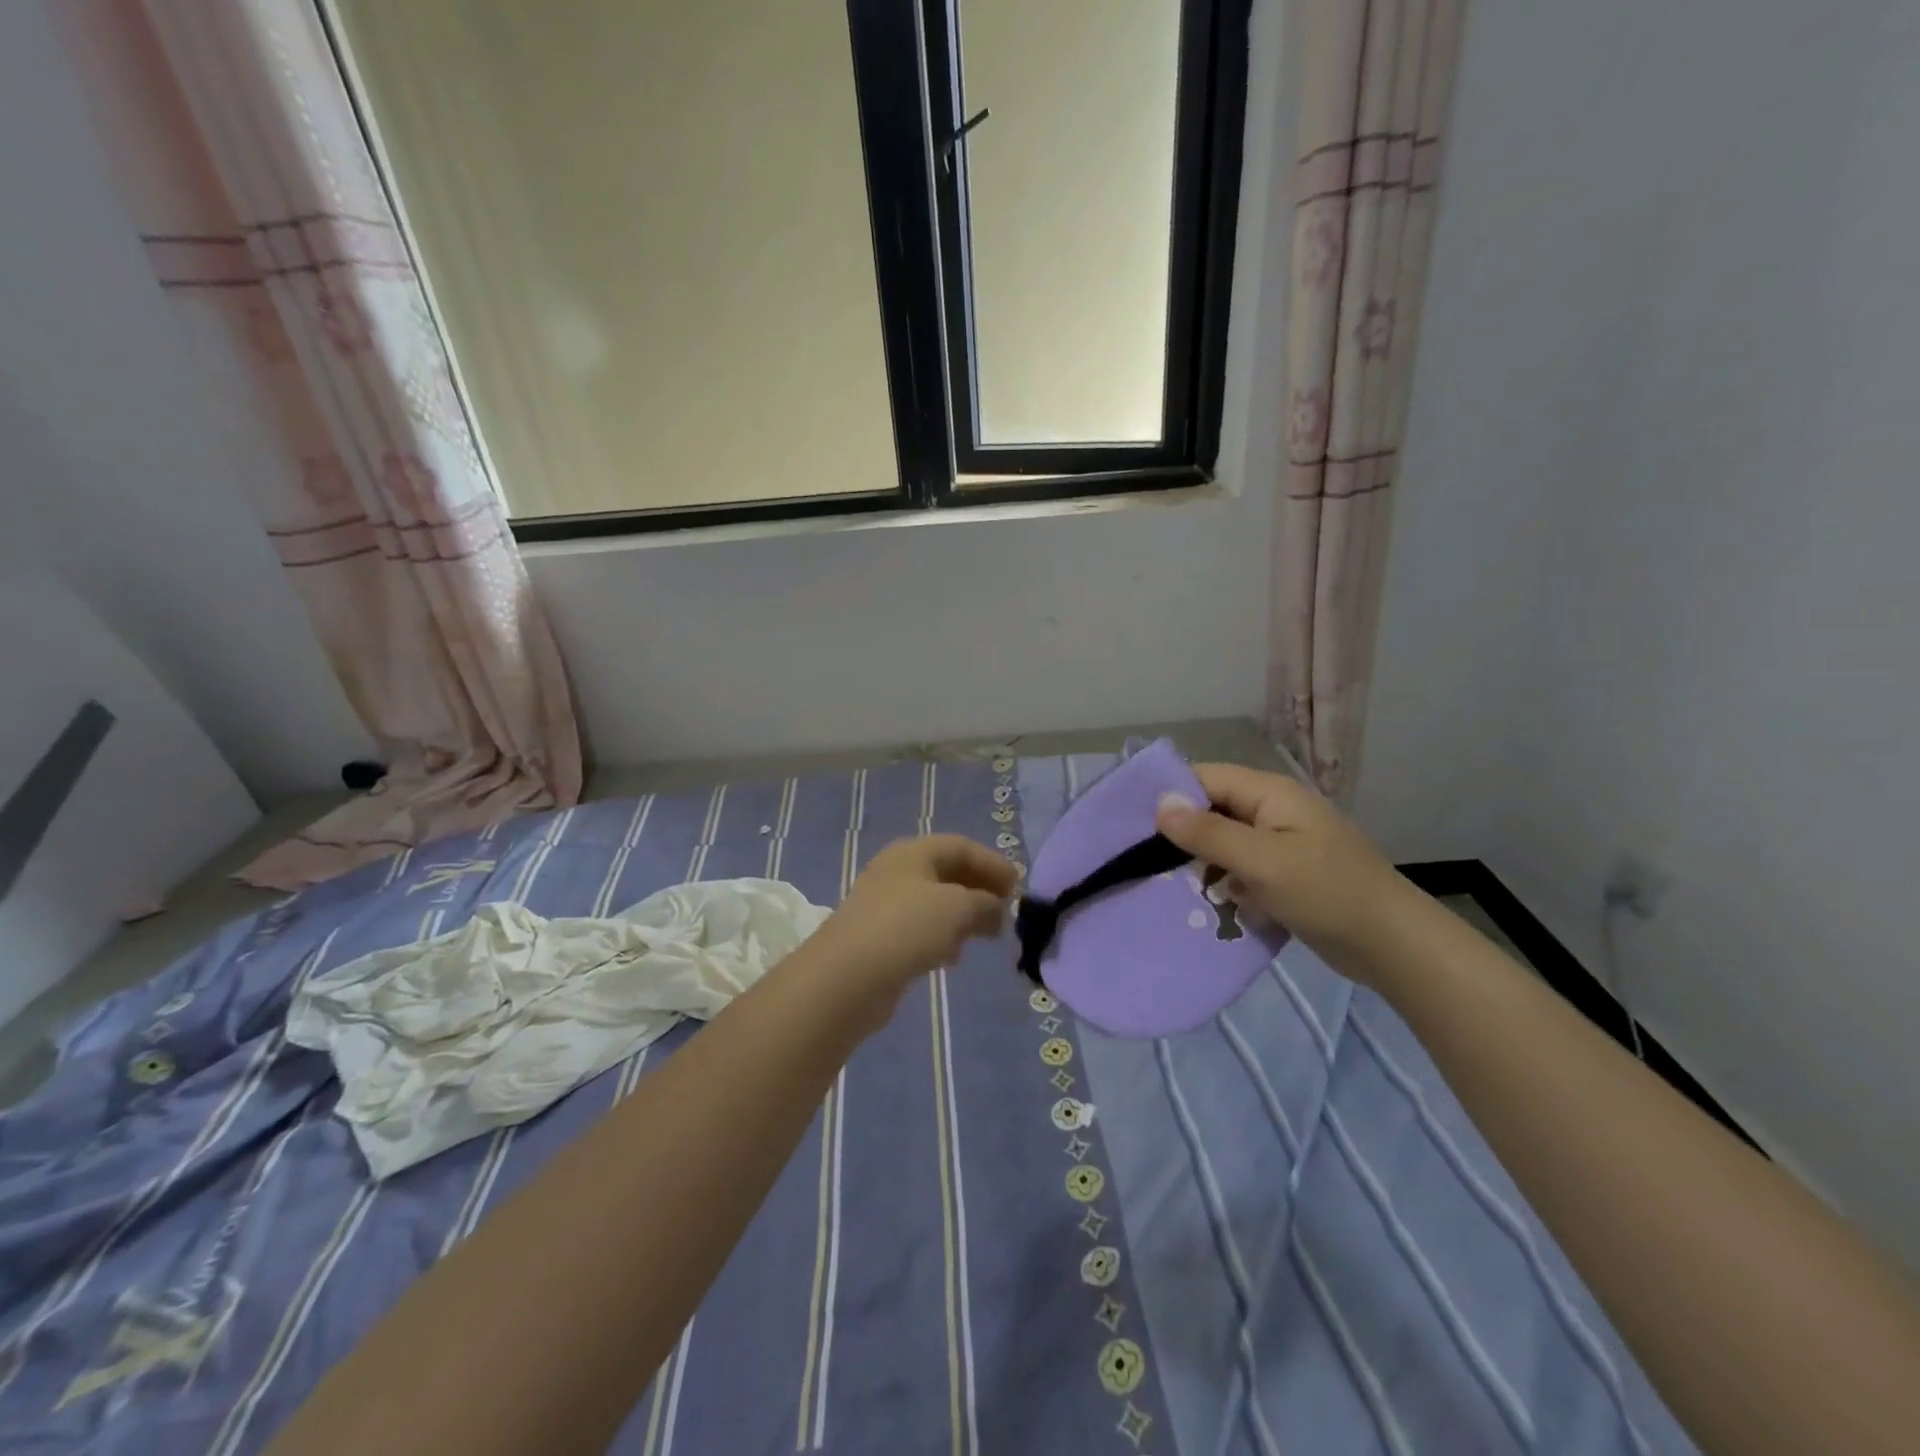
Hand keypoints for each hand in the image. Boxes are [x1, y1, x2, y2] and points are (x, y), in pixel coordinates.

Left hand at [801, 835, 1018, 1021]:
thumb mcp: (957, 907)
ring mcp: (885, 906)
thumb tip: (996, 908)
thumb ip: (985, 903)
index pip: (960, 846)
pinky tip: (953, 957)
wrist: (848, 977)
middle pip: (947, 873)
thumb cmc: (907, 928)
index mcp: (912, 852)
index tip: (1018, 885)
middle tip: (1006, 910)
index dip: (992, 862)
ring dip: (963, 915)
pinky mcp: (879, 939)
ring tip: (987, 935)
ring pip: (934, 903)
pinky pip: (920, 929)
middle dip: (979, 889)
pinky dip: (943, 937)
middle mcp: (897, 872)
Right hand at [1154, 763, 1410, 978]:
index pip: (1205, 778)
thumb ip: (1208, 832)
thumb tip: (1159, 803)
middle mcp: (1273, 811)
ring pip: (1225, 843)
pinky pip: (1242, 869)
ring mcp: (1281, 844)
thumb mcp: (1261, 861)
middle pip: (1213, 810)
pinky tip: (1211, 905)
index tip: (1133, 823)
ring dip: (1203, 864)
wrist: (1393, 945)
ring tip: (1173, 886)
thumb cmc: (1327, 893)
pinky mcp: (1286, 875)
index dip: (1170, 795)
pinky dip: (1225, 884)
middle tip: (1146, 861)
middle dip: (1183, 835)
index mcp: (1270, 794)